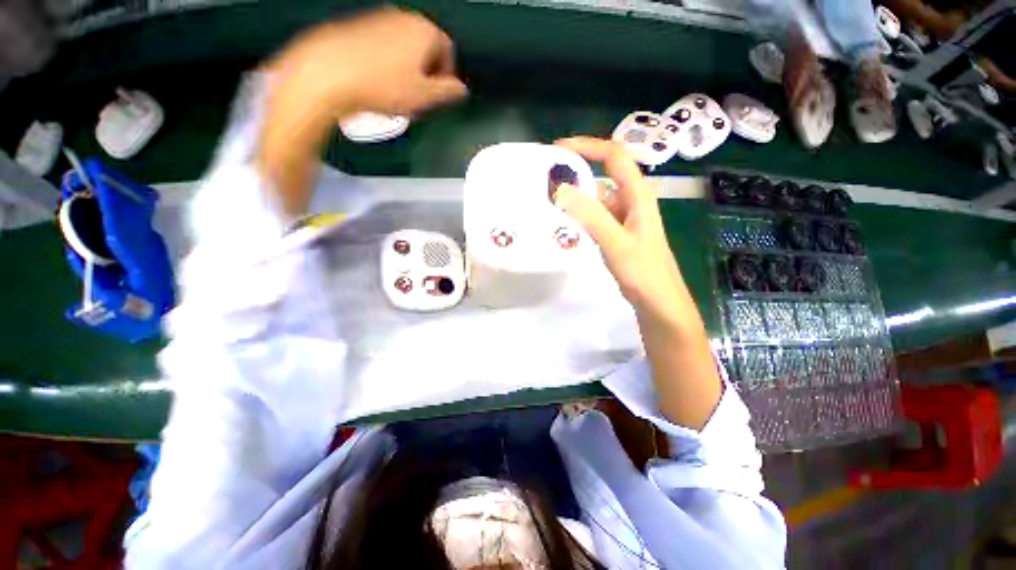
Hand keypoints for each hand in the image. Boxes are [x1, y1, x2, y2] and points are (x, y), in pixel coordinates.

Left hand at [258, 8, 466, 216]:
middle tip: (419, 98)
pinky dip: (386, 65)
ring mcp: (377, 20)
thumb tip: (460, 89)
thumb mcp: (425, 97)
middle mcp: (402, 18)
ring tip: (397, 94)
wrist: (327, 74)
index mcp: (423, 31)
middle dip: (427, 73)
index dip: (447, 76)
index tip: (440, 95)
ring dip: (407, 71)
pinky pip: (382, 48)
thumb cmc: (383, 87)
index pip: (448, 51)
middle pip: (425, 48)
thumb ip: (448, 92)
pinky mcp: (357, 29)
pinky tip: (377, 84)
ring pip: (404, 48)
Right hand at [554, 137, 721, 428]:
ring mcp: (623, 219)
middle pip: (602, 176)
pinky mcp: (616, 235)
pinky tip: (562, 224)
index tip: (557, 150)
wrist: (659, 305)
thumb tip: (561, 189)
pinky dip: (578, 216)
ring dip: (575, 197)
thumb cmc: (644, 273)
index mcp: (637, 195)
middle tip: (545, 180)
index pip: (614, 156)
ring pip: (596, 199)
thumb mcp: (617, 243)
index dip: (588, 146)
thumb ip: (591, 216)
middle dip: (575, 173)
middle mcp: (631, 202)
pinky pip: (595, 217)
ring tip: (547, 201)